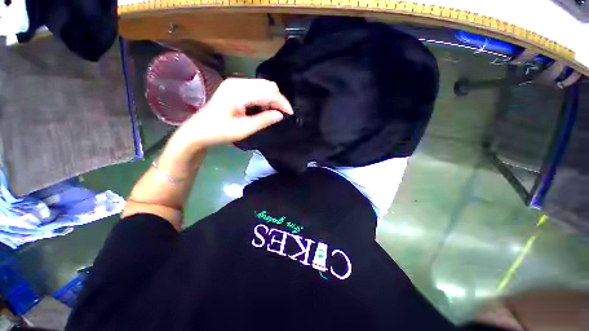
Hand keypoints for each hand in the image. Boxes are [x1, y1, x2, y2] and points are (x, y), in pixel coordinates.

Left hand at [173, 78, 292, 149]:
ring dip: (272, 99)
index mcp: (238, 91)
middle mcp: (238, 82)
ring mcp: (236, 83)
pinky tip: (265, 109)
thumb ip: (263, 120)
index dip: (281, 102)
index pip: (268, 92)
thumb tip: (280, 115)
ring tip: (275, 113)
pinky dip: (264, 98)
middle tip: (283, 115)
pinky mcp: (235, 88)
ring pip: (263, 86)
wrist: (198, 130)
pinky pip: (256, 89)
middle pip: (267, 85)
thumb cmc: (219, 132)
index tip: (290, 114)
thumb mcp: (243, 129)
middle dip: (278, 99)